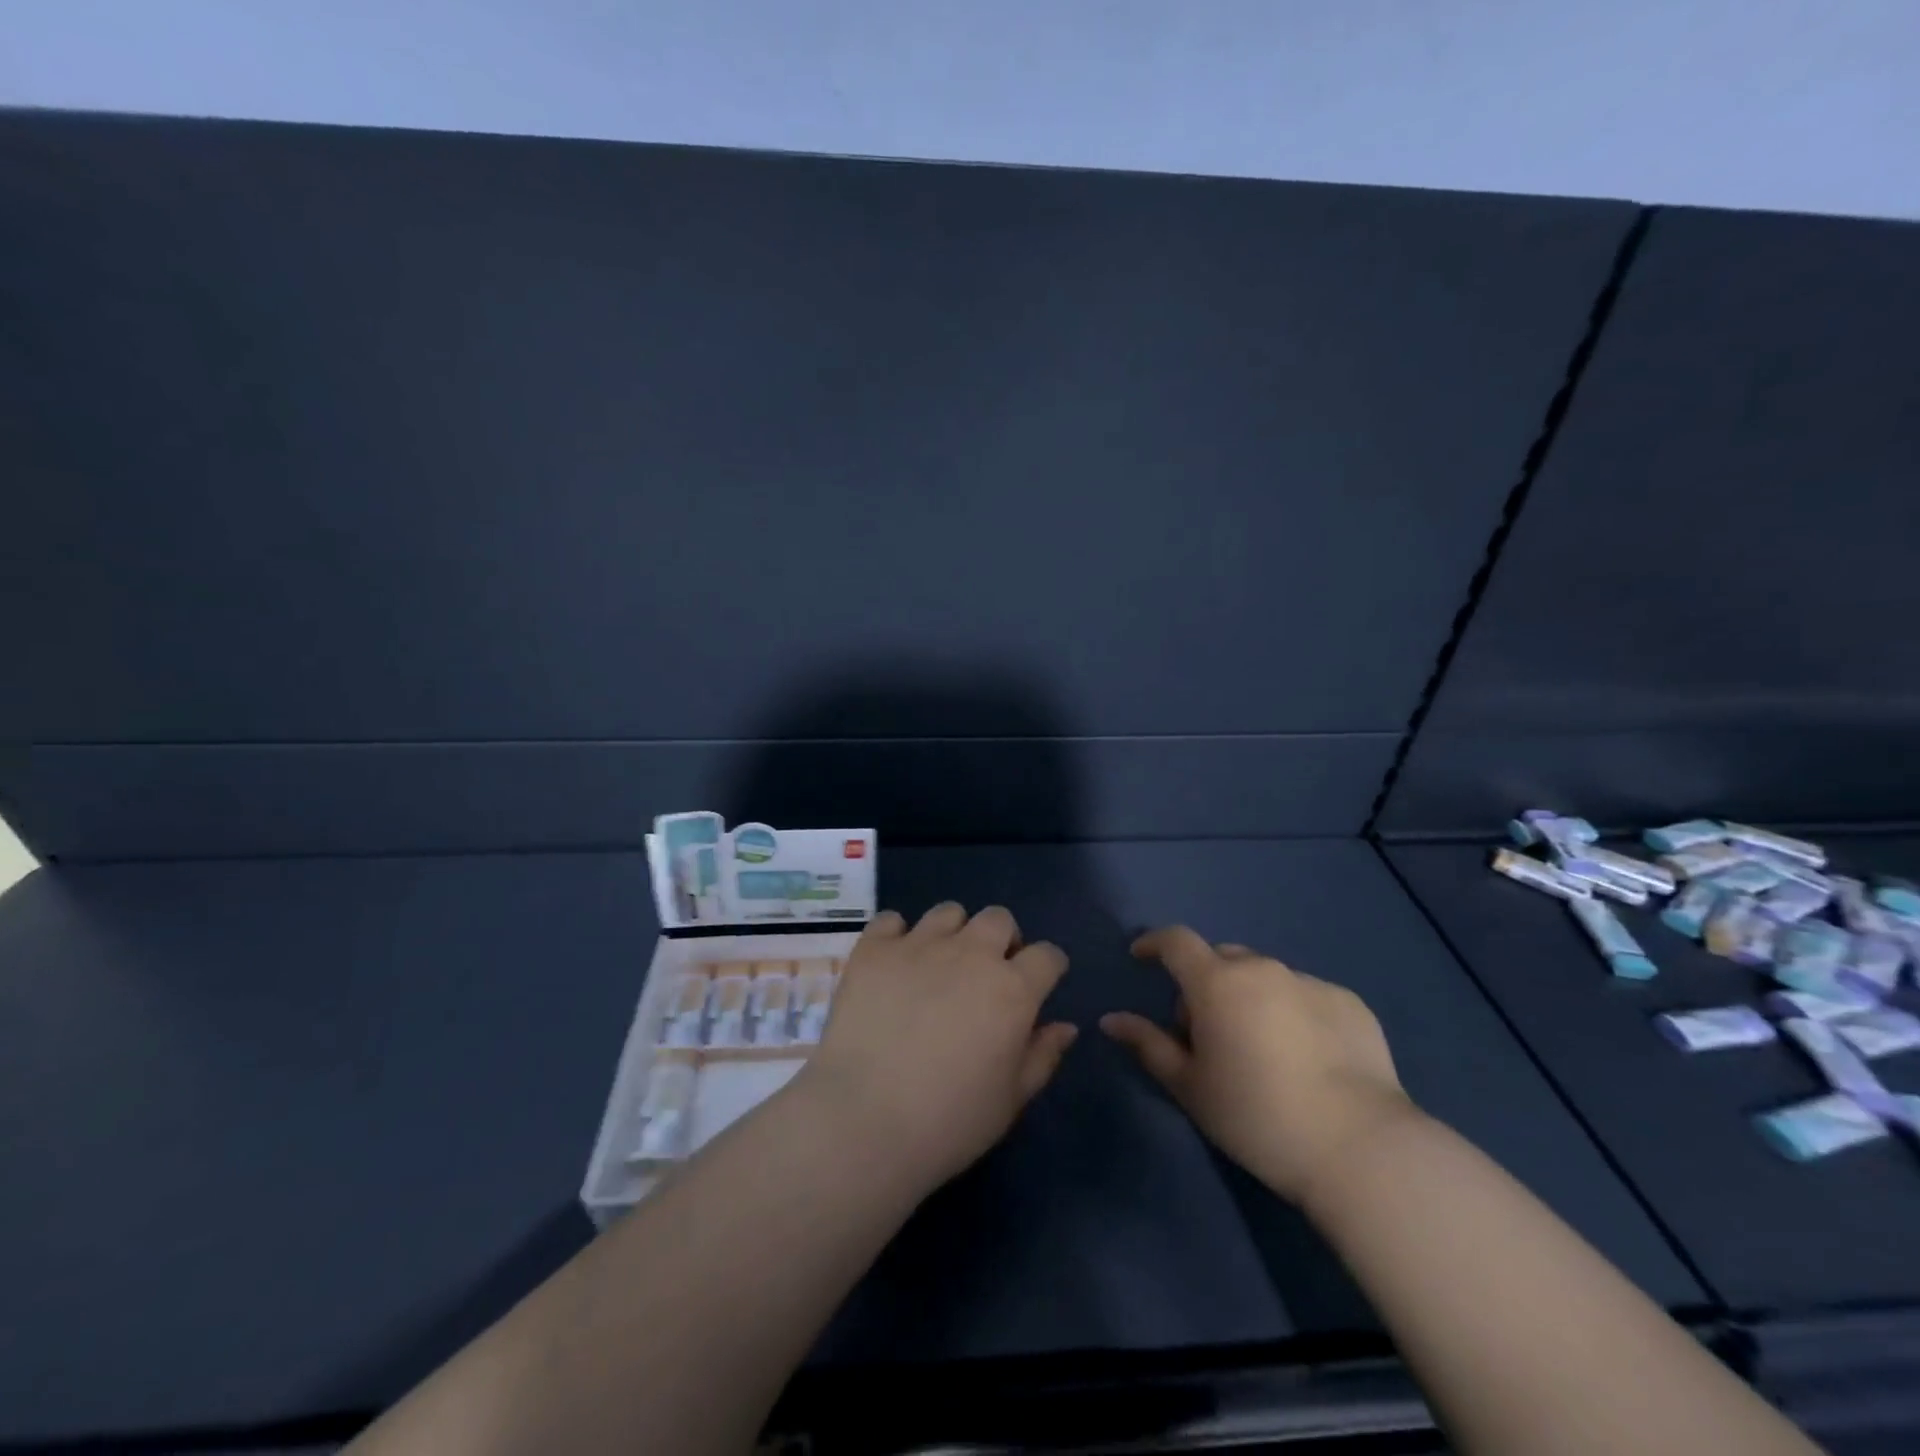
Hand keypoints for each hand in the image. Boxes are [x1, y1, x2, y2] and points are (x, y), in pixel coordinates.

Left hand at [798, 902, 1076, 1191]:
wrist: (864, 1122)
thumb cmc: (949, 1122)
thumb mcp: (1010, 1100)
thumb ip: (1042, 1056)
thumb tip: (1065, 1026)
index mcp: (1013, 990)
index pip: (1048, 955)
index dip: (1047, 968)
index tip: (1038, 984)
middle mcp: (970, 954)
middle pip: (999, 919)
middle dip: (1002, 940)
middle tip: (986, 974)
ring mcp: (919, 945)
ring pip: (949, 913)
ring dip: (953, 933)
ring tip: (938, 965)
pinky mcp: (874, 949)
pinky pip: (891, 919)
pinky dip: (897, 935)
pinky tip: (893, 965)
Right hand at [1101, 926, 1418, 1207]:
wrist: (1360, 1148)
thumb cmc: (1257, 1117)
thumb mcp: (1190, 1087)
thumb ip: (1148, 1045)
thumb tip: (1111, 1020)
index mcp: (1217, 983)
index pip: (1176, 941)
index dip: (1154, 942)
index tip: (1142, 957)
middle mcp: (1263, 969)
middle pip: (1221, 959)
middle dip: (1205, 983)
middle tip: (1208, 1031)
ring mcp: (1310, 983)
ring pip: (1265, 976)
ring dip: (1250, 997)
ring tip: (1262, 1049)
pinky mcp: (1350, 1003)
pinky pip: (1305, 995)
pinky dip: (1293, 1012)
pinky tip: (1307, 1058)